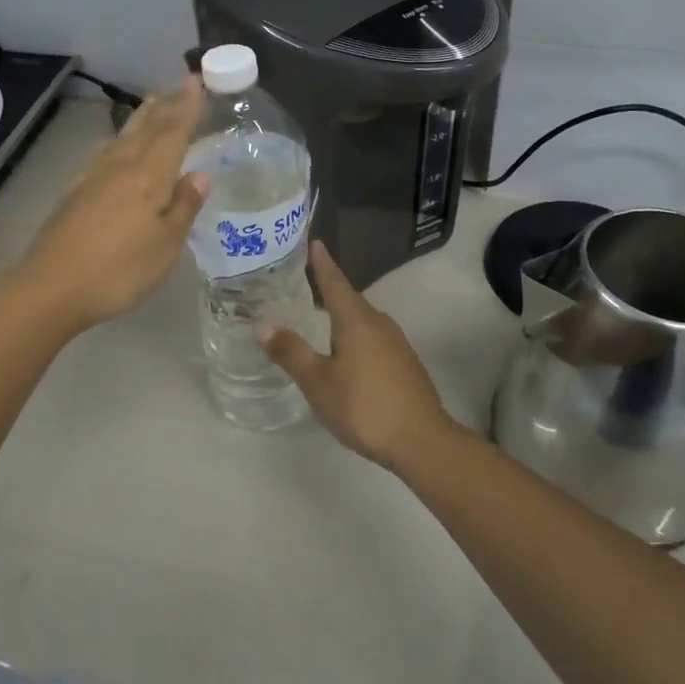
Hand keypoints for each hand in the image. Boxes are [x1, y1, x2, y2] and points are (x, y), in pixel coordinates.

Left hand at [17, 78, 207, 332]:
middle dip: (166, 106)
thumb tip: (200, 175)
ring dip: (140, 118)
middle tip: (179, 84)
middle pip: (146, 129)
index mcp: (148, 177)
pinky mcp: (75, 194)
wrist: (52, 288)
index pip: (173, 133)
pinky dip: (115, 141)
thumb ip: (183, 207)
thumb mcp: (166, 245)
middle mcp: (120, 168)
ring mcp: (93, 179)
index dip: (186, 107)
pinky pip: (102, 154)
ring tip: (151, 103)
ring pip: (122, 138)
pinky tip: (111, 146)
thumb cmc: (120, 270)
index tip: (196, 81)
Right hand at [260, 241, 459, 471]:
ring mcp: (396, 344)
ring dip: (342, 315)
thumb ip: (291, 352)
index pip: (335, 282)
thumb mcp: (318, 382)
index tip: (315, 242)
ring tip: (321, 318)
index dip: (322, 263)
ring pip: (363, 320)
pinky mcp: (405, 364)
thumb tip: (263, 326)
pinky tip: (346, 353)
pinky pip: (374, 338)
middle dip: (329, 290)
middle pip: (350, 299)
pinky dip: (355, 335)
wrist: (421, 441)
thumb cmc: (364, 407)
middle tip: (305, 283)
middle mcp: (379, 323)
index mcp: (356, 320)